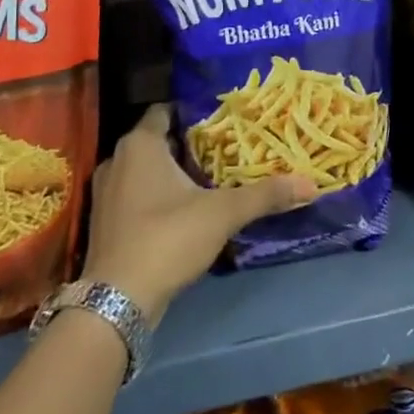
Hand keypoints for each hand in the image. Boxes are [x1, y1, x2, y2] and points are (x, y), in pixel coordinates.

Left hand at [82, 105, 316, 322]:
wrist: (117, 301)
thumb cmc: (167, 238)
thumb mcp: (223, 213)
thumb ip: (264, 195)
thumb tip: (310, 183)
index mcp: (140, 144)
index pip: (165, 112)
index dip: (193, 114)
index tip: (222, 122)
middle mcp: (117, 160)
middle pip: (157, 142)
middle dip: (188, 145)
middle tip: (224, 150)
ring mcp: (105, 194)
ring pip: (144, 171)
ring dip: (170, 174)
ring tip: (208, 180)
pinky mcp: (104, 223)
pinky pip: (134, 196)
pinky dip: (155, 198)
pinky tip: (182, 211)